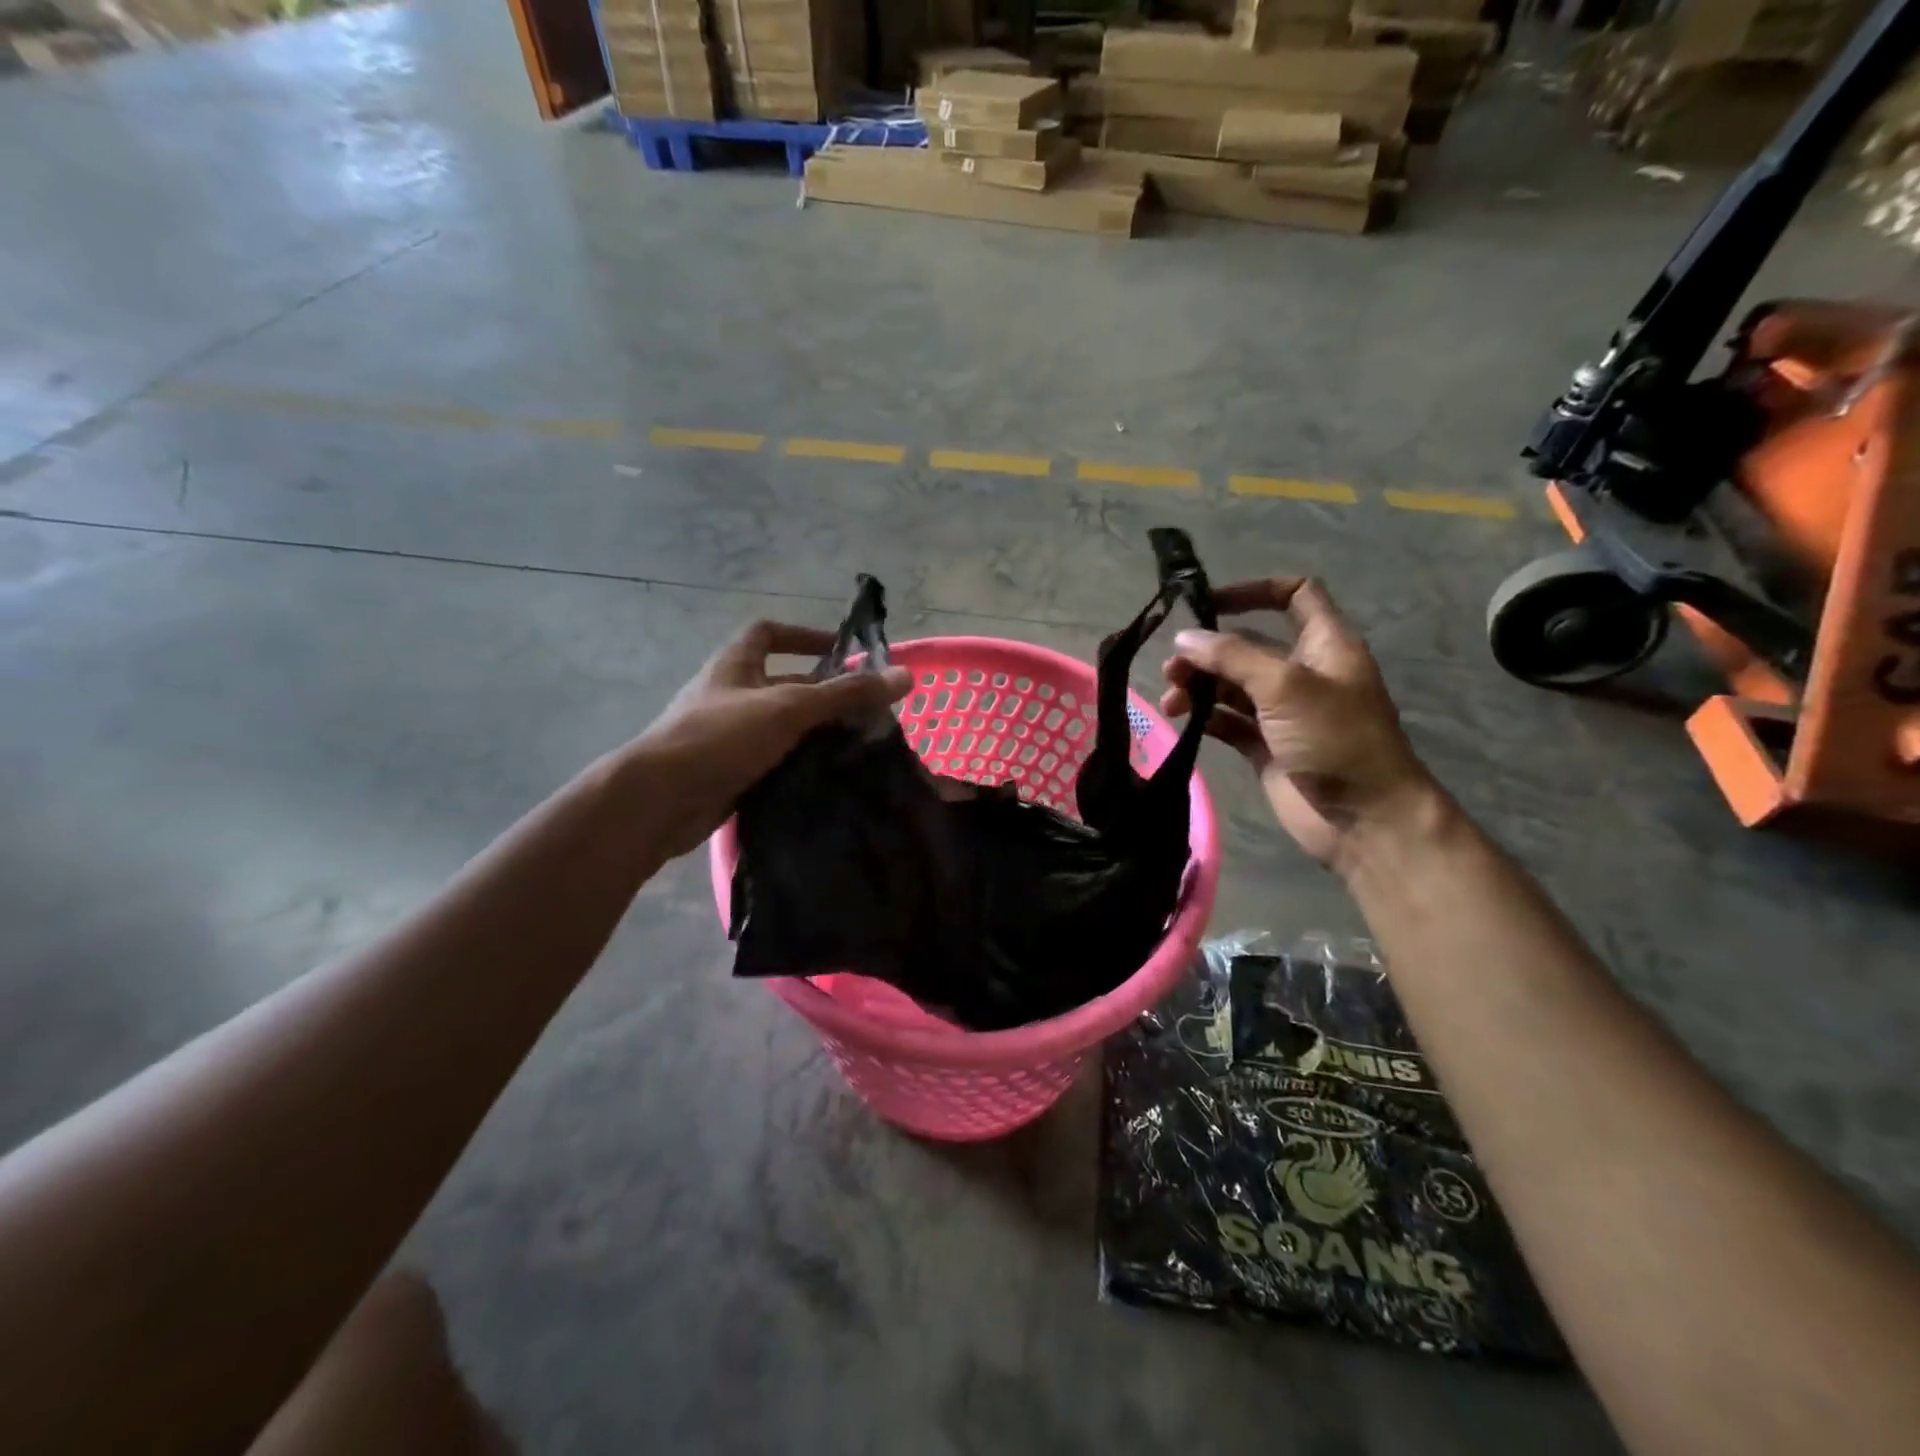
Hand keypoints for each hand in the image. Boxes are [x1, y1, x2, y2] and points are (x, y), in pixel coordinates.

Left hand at [631, 620, 912, 859]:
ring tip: (857, 746)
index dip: (803, 635)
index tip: (840, 651)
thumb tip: (906, 677)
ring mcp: (726, 736)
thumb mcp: (789, 708)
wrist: (660, 799)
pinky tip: (827, 778)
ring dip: (813, 733)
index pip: (768, 633)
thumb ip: (846, 693)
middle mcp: (729, 695)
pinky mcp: (728, 772)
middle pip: (782, 683)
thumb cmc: (721, 736)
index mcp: (735, 665)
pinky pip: (771, 761)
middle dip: (821, 693)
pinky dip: (797, 765)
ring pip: (779, 726)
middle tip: (865, 710)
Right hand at [1159, 578, 1434, 870]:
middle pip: (1248, 644)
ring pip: (1232, 685)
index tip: (1209, 604)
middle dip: (1208, 650)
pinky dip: (1205, 716)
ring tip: (1171, 700)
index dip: (1254, 591)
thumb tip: (1184, 637)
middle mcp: (1303, 673)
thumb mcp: (1285, 685)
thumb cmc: (1335, 739)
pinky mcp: (1266, 746)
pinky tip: (1183, 720)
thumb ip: (1232, 656)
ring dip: (1199, 685)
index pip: (1295, 596)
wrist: (1363, 819)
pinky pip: (1228, 721)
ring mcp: (1283, 712)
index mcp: (1324, 645)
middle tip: (1173, 668)